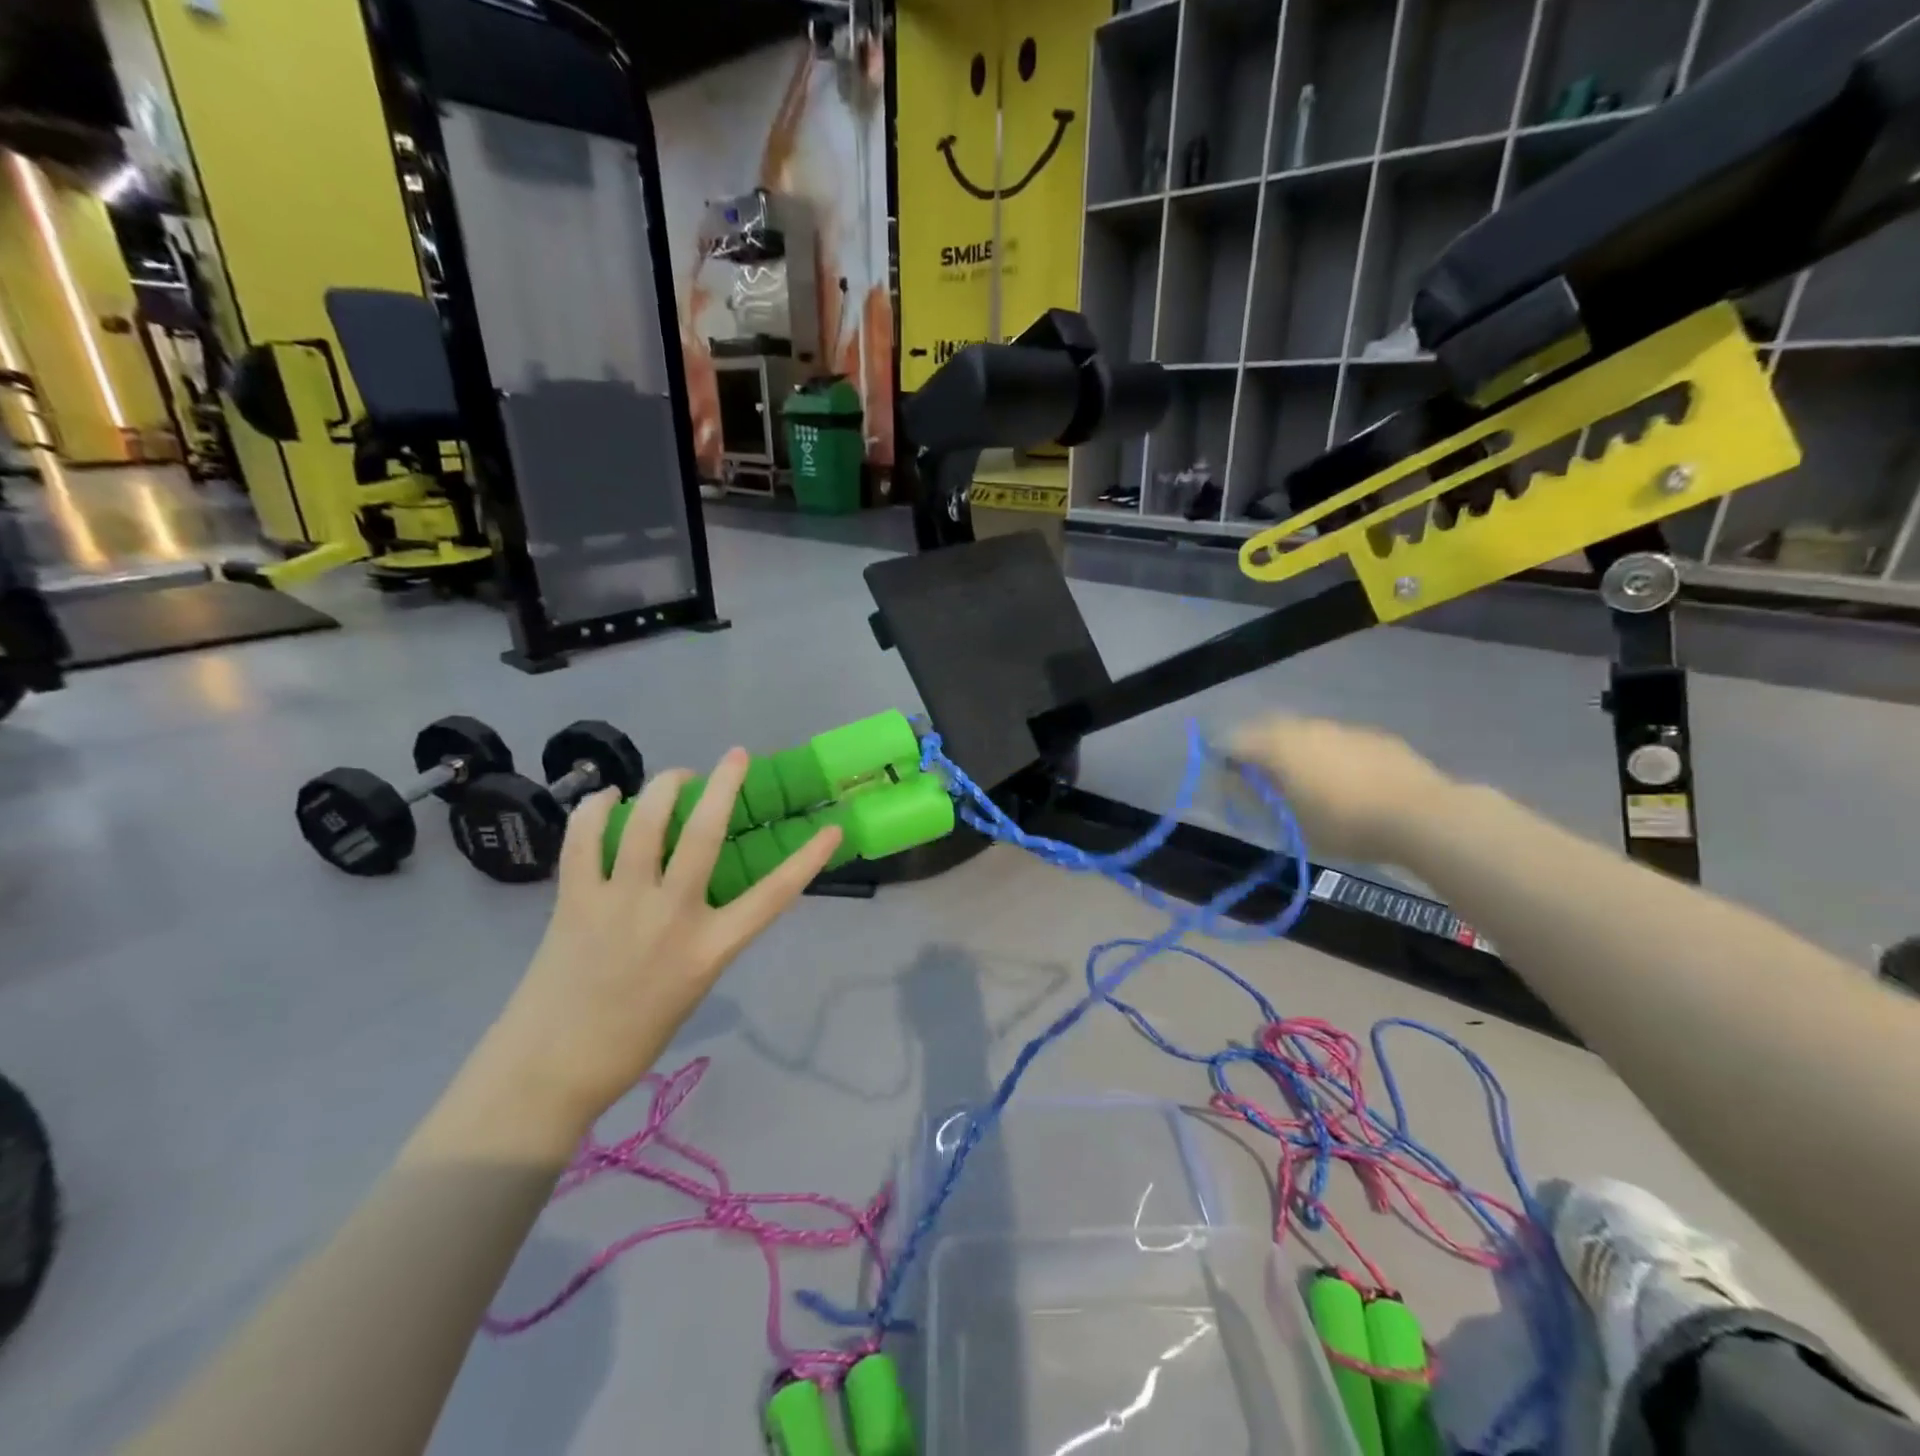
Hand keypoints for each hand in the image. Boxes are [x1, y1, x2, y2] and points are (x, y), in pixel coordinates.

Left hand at [483, 749, 841, 1130]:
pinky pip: (585, 840)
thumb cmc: (634, 1036)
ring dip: (664, 787)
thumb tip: (700, 885)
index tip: (832, 828)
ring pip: (647, 824)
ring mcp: (620, 903)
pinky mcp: (575, 900)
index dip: (808, 859)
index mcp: (709, 948)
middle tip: (735, 756)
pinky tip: (608, 799)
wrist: (551, 1069)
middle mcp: (671, 916)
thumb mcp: (693, 985)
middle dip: (724, 785)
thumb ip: (705, 933)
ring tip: (675, 777)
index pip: (773, 895)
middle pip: (705, 834)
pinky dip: (597, 810)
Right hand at [1230, 717, 1455, 864]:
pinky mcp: (1375, 736)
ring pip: (1306, 733)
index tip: (1226, 780)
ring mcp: (1343, 728)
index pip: (1234, 741)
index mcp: (1278, 746)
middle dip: (1259, 750)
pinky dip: (1329, 755)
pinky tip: (1344, 781)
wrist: (1423, 815)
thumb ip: (1261, 801)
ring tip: (1305, 783)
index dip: (1225, 758)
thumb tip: (1240, 786)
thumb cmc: (1345, 824)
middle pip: (1268, 730)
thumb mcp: (1292, 824)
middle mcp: (1306, 727)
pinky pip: (1338, 741)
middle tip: (1262, 780)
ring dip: (1297, 750)